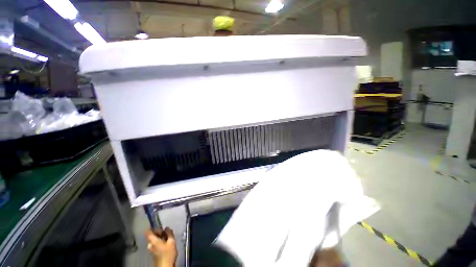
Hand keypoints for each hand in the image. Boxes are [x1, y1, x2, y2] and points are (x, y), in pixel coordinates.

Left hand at [146, 227, 177, 266]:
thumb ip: (169, 233)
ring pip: (154, 240)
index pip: (148, 231)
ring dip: (160, 237)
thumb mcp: (172, 241)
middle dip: (159, 232)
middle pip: (152, 235)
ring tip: (168, 238)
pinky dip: (160, 242)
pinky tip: (166, 244)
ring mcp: (151, 249)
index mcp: (153, 241)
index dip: (153, 227)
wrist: (165, 266)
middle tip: (167, 233)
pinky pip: (155, 244)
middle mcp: (150, 244)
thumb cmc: (168, 253)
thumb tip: (166, 228)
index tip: (160, 226)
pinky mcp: (153, 253)